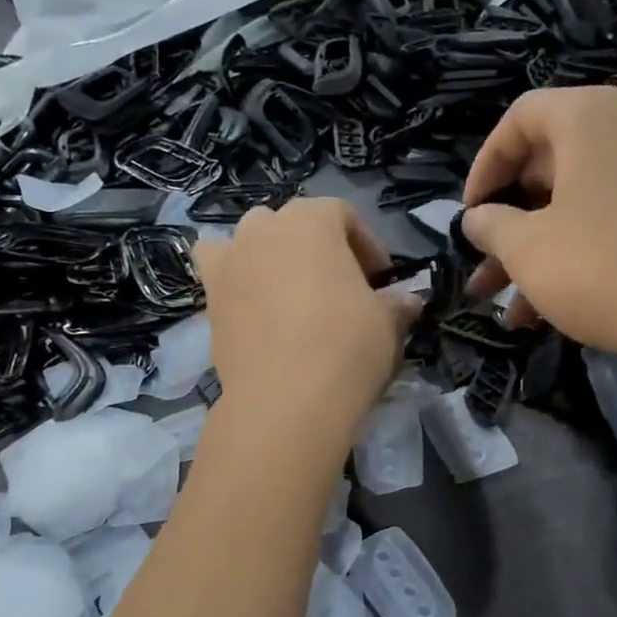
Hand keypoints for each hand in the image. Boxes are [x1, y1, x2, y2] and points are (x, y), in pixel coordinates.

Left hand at [192, 198, 418, 446]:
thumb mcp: (387, 325)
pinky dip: (232, 278)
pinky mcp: (210, 300)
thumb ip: (395, 305)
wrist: (285, 401)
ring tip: (290, 292)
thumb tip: (407, 302)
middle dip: (318, 248)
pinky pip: (218, 272)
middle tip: (339, 287)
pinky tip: (250, 304)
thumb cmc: (346, 349)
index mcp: (311, 222)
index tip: (381, 280)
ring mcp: (230, 263)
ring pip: (249, 240)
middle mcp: (264, 230)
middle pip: (293, 224)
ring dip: (270, 255)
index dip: (366, 245)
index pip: (343, 214)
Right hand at [461, 87, 616, 386]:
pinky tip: (544, 313)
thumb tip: (477, 218)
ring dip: (534, 250)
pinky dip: (574, 256)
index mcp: (590, 119)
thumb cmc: (600, 268)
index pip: (521, 116)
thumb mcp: (526, 248)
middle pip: (548, 163)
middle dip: (507, 220)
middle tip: (482, 262)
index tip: (469, 213)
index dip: (485, 164)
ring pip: (576, 203)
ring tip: (504, 306)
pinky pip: (609, 223)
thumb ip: (491, 225)